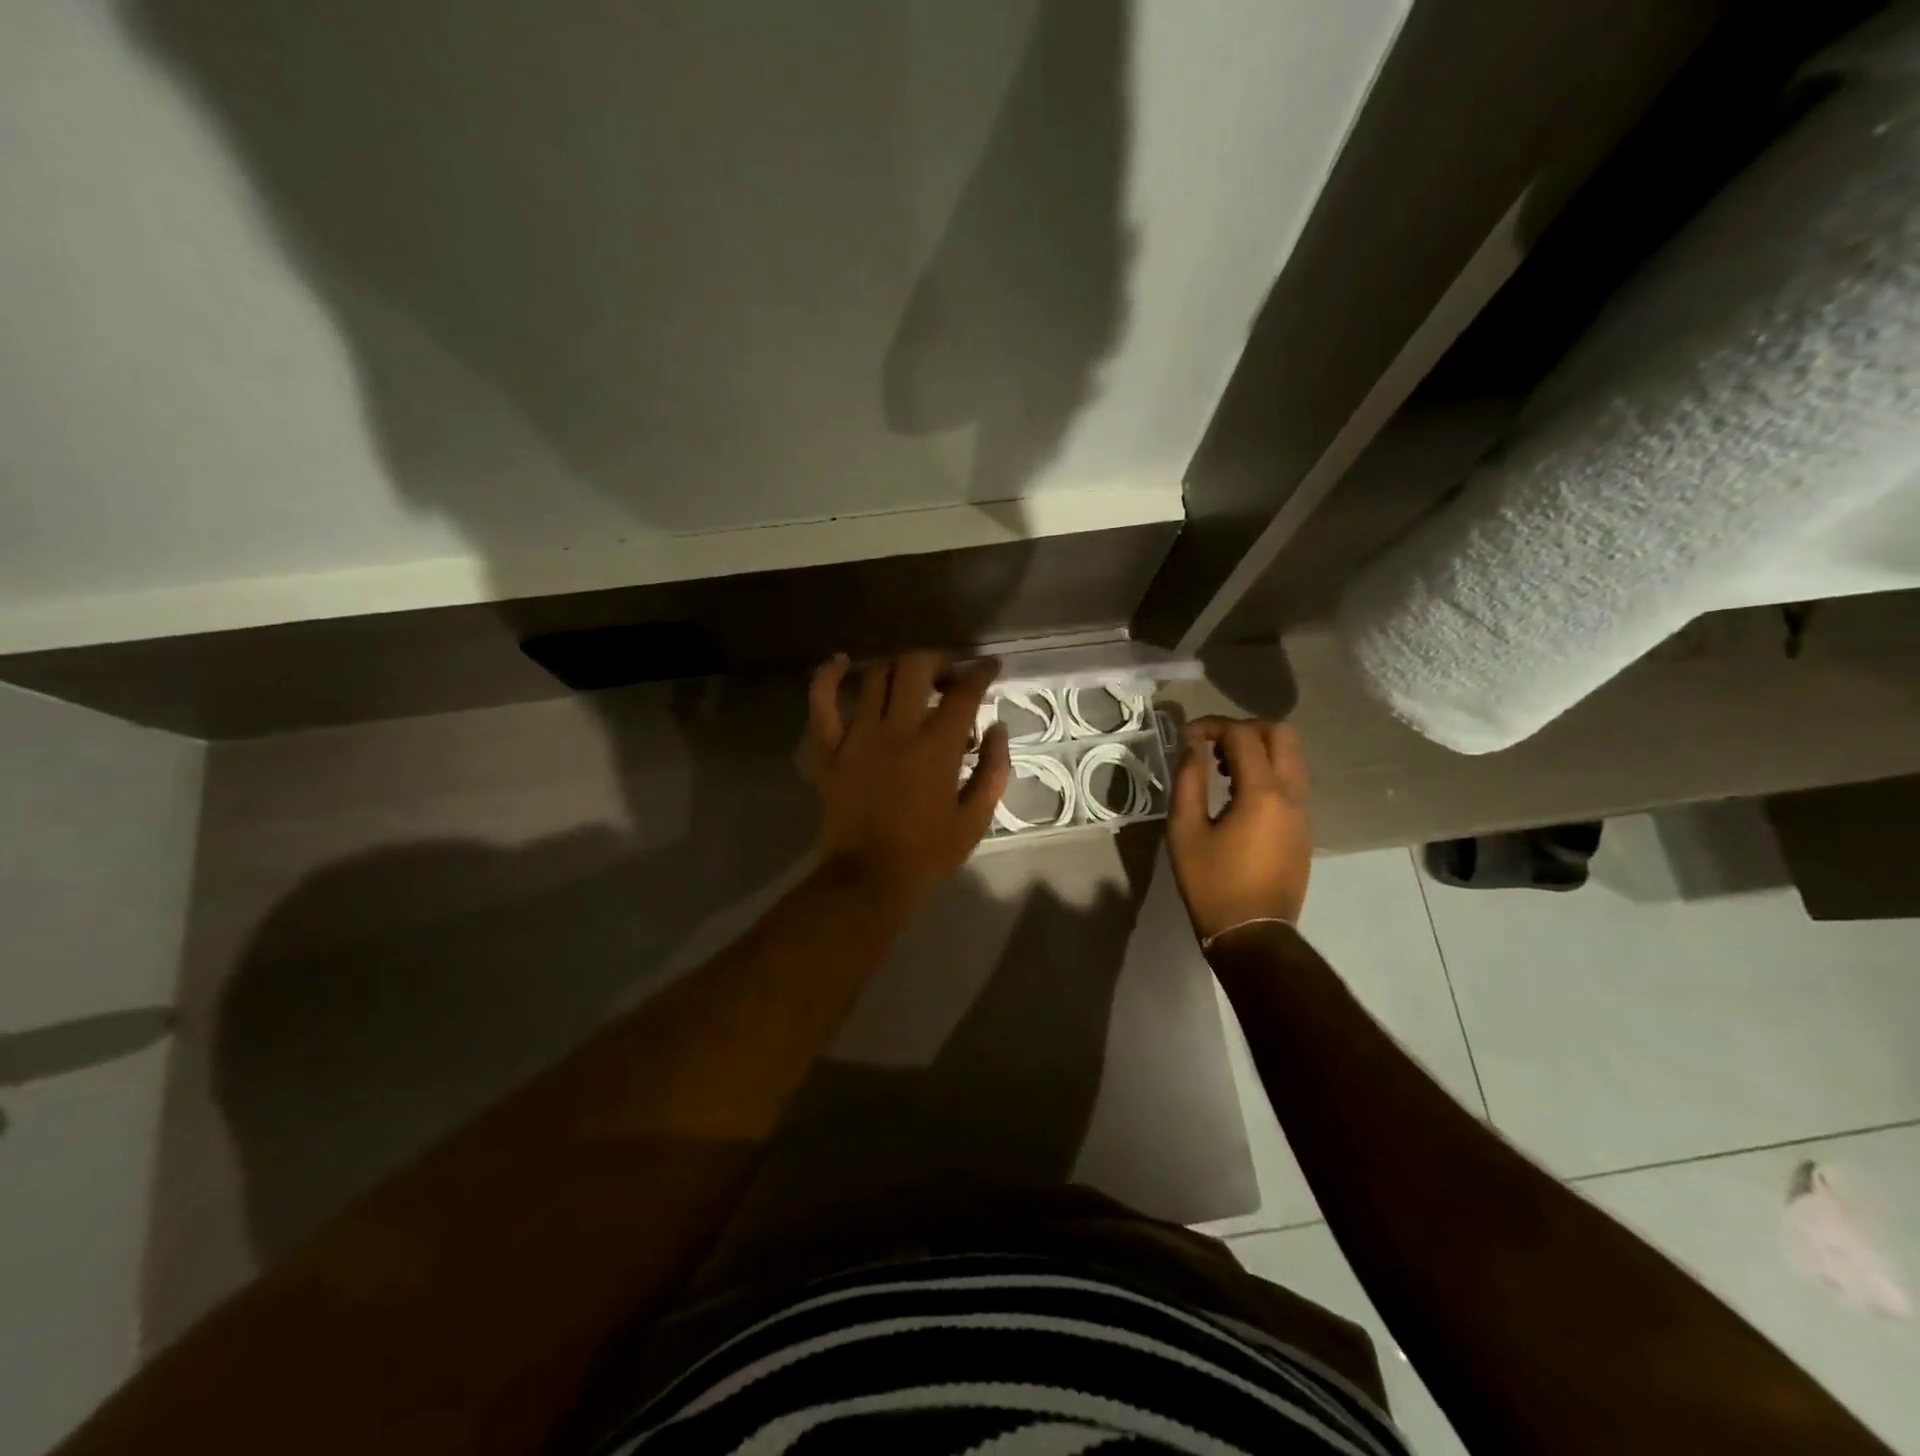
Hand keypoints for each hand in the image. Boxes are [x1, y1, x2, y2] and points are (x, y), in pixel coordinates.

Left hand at [806, 651, 1010, 901]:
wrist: (868, 878)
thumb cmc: (928, 852)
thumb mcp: (976, 818)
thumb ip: (993, 769)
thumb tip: (996, 728)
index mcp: (936, 747)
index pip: (964, 692)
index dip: (981, 672)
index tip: (990, 667)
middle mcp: (896, 730)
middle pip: (915, 667)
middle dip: (938, 662)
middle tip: (949, 680)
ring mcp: (856, 736)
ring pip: (874, 676)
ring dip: (897, 669)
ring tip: (910, 681)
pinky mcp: (828, 749)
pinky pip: (821, 702)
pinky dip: (828, 676)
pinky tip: (842, 664)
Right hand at [1168, 716, 1311, 940]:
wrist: (1252, 933)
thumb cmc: (1211, 883)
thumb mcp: (1185, 831)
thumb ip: (1188, 780)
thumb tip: (1191, 745)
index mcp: (1263, 793)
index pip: (1244, 736)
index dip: (1213, 726)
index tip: (1187, 736)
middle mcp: (1292, 795)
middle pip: (1281, 734)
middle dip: (1244, 729)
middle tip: (1212, 745)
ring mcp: (1303, 812)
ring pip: (1292, 757)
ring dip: (1258, 749)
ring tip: (1221, 769)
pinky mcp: (1304, 828)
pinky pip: (1291, 781)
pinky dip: (1267, 771)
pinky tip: (1237, 794)